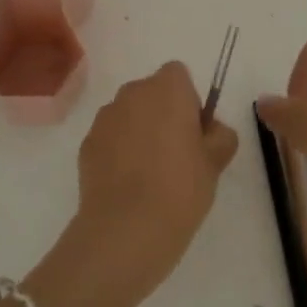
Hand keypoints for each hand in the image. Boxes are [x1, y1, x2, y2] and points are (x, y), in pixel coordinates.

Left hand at [71, 60, 239, 303]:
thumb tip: (211, 130)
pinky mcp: (86, 145)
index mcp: (168, 88)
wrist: (125, 230)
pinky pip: (110, 139)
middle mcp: (133, 93)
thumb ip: (220, 135)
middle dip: (163, 114)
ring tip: (150, 175)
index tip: (194, 132)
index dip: (189, 100)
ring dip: (139, 132)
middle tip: (177, 155)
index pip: (179, 75)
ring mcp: (105, 118)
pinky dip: (118, 152)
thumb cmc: (180, 188)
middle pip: (152, 92)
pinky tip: (129, 186)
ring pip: (129, 115)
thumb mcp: (216, 162)